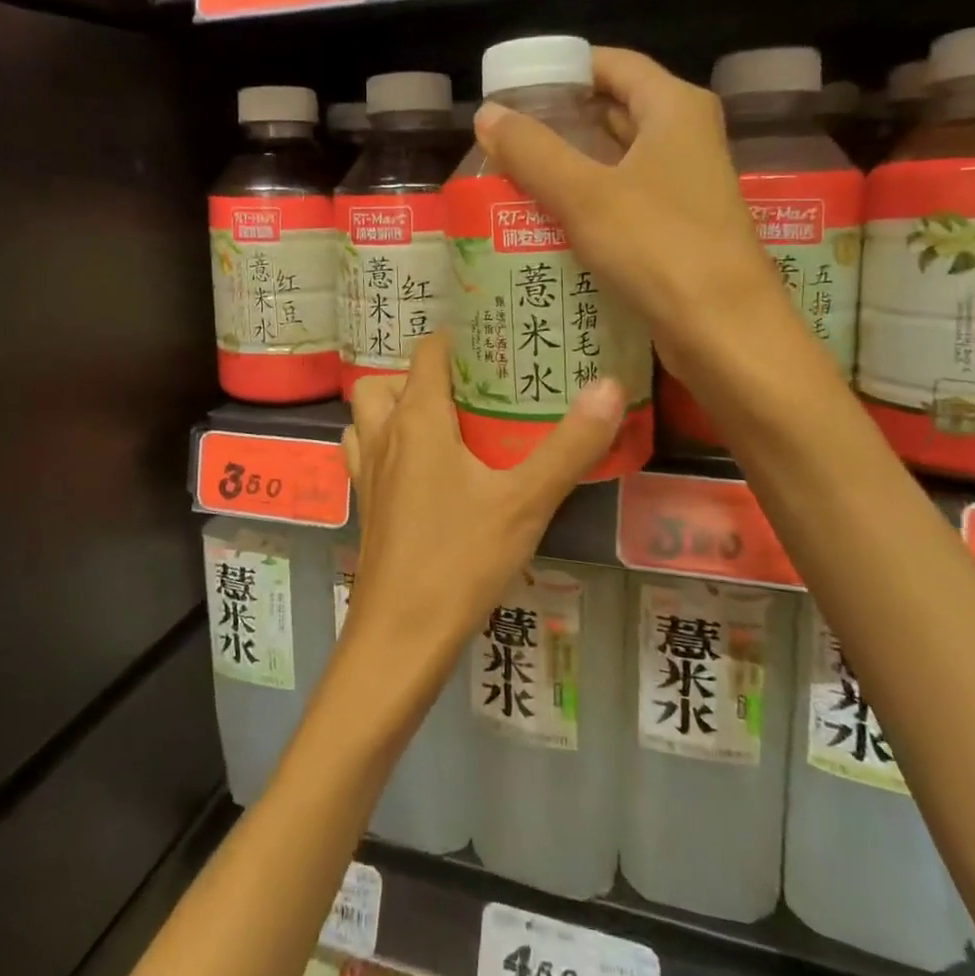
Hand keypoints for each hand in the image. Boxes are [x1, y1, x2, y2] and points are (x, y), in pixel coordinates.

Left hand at [337, 330, 624, 696]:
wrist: (400, 636)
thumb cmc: (460, 561)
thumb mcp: (525, 502)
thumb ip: (570, 445)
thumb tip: (609, 385)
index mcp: (416, 419)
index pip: (428, 352)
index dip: (458, 339)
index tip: (496, 342)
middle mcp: (383, 436)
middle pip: (387, 380)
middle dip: (423, 375)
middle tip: (470, 390)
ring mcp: (367, 472)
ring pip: (367, 416)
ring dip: (395, 409)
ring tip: (445, 424)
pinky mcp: (365, 506)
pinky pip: (365, 454)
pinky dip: (385, 446)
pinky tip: (423, 472)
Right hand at [473, 46, 785, 385]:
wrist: (721, 329)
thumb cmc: (657, 246)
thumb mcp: (584, 193)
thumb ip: (532, 150)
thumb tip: (487, 113)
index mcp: (674, 108)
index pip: (613, 64)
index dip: (564, 69)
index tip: (515, 88)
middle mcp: (686, 137)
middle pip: (614, 110)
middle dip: (560, 121)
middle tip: (506, 136)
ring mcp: (686, 185)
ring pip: (617, 159)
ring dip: (571, 164)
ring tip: (515, 173)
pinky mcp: (678, 227)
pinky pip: (623, 198)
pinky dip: (588, 200)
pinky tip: (548, 217)